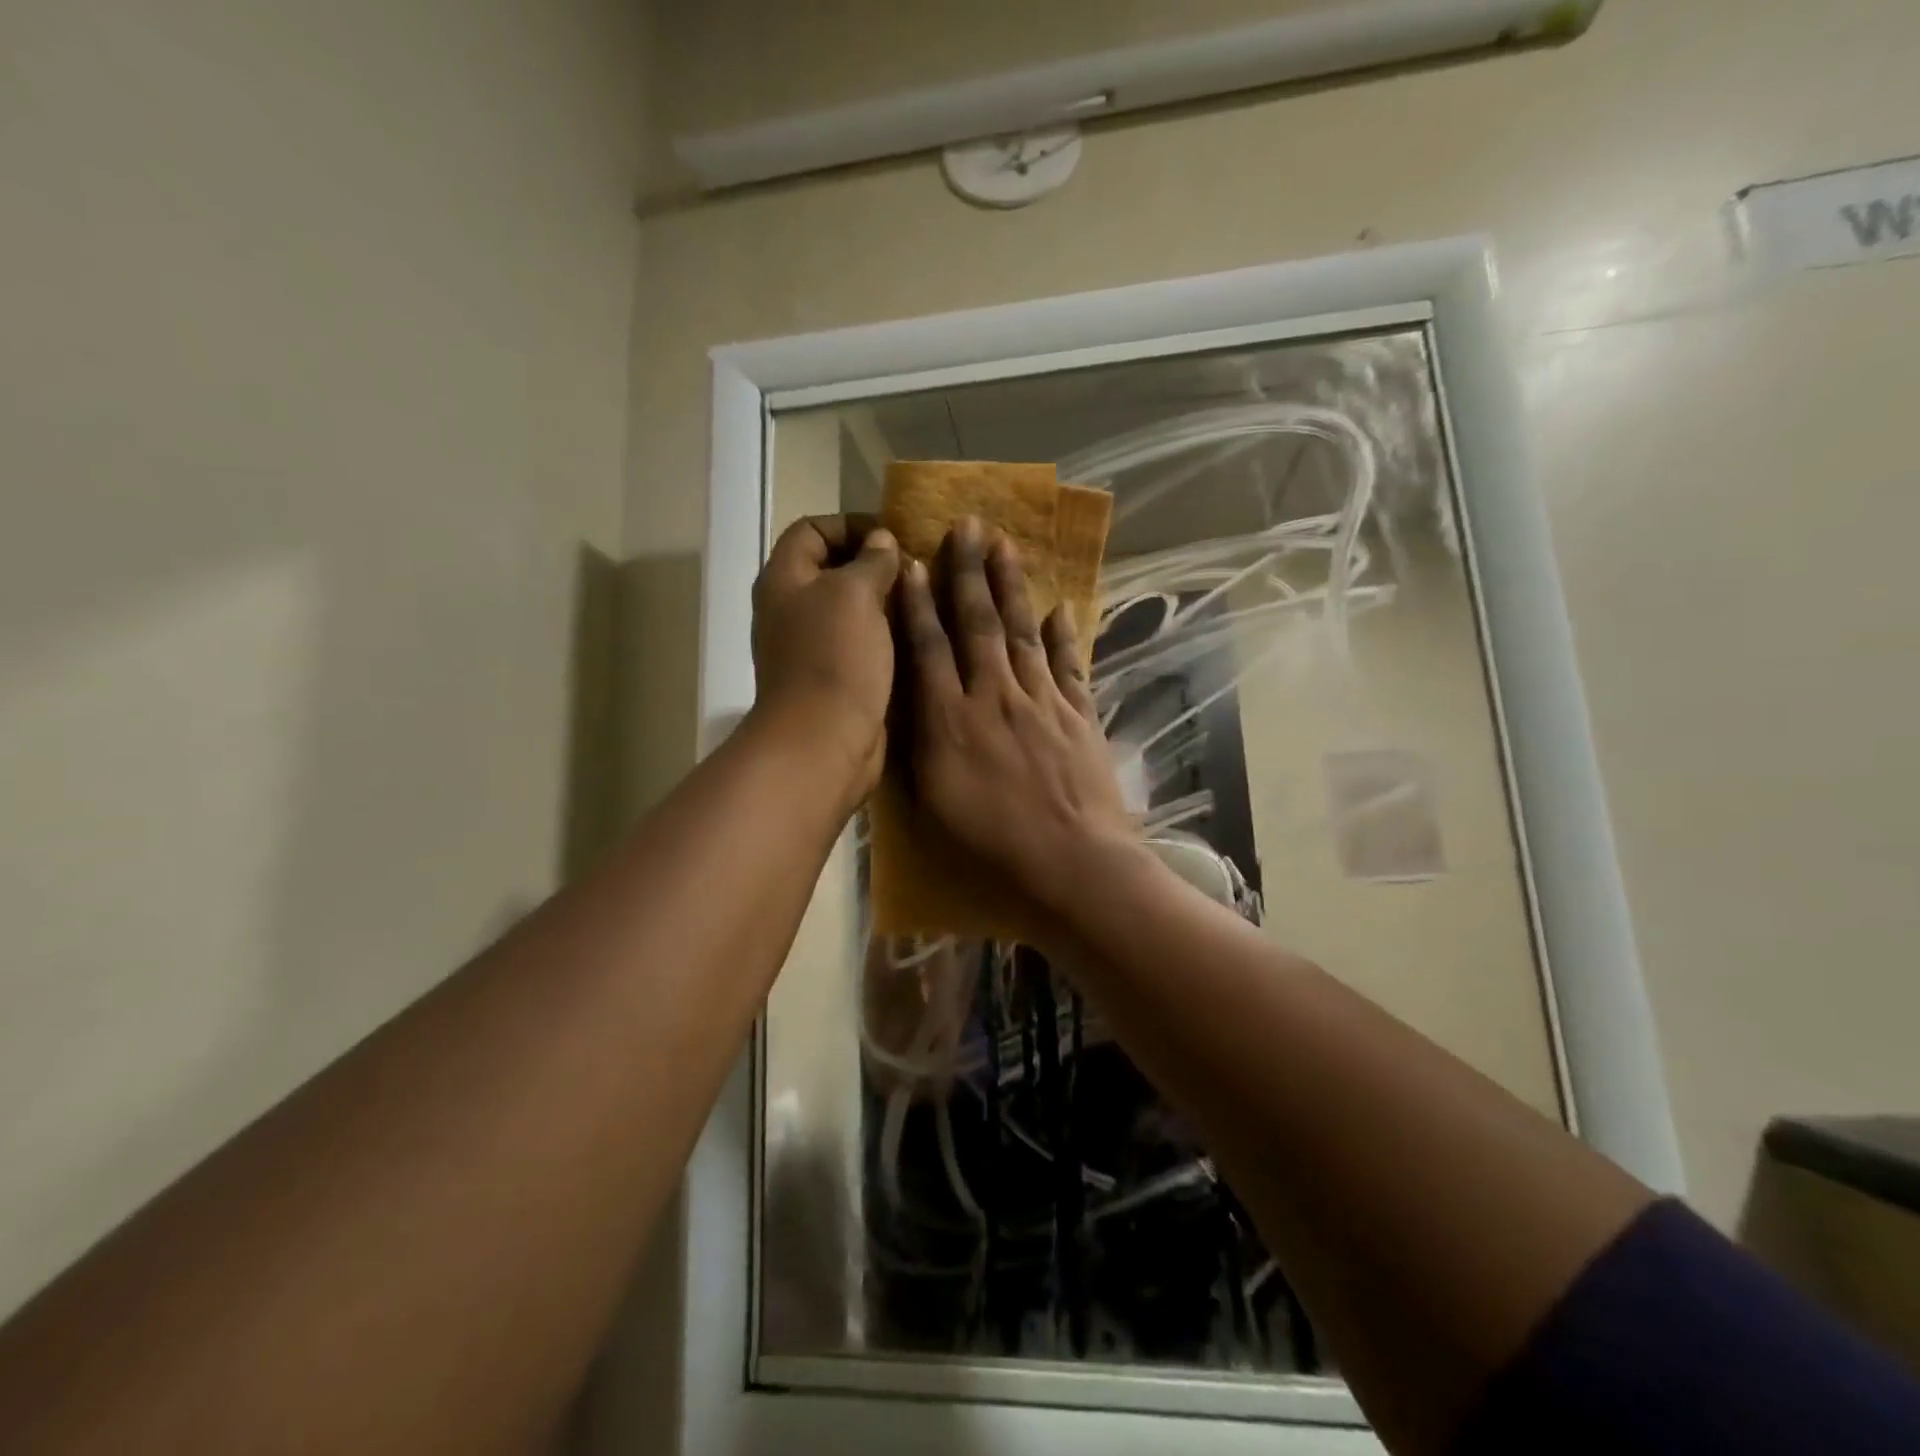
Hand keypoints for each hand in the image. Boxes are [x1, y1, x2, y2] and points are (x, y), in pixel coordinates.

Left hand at [751, 515, 900, 802]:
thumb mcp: (856, 593)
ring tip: (925, 599)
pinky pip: (860, 644)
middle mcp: (791, 609)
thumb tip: (881, 542)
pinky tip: (917, 636)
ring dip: (884, 601)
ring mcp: (810, 647)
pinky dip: (884, 636)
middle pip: (831, 570)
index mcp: (784, 579)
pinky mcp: (833, 678)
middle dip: (873, 563)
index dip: (850, 524)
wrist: (823, 740)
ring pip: (850, 609)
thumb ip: (872, 560)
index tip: (893, 536)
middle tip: (917, 567)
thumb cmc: (834, 658)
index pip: (812, 529)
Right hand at [896, 517, 1137, 934]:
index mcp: (951, 722)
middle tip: (966, 525)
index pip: (929, 649)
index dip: (919, 604)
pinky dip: (1063, 635)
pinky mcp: (1080, 717)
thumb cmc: (992, 850)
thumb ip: (920, 749)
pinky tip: (1059, 608)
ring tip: (1006, 544)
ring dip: (1012, 586)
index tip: (912, 562)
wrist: (1074, 868)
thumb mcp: (933, 806)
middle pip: (978, 624)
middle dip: (969, 572)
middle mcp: (995, 698)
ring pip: (1022, 632)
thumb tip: (910, 706)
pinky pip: (1070, 665)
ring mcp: (1043, 703)